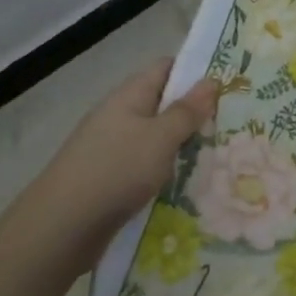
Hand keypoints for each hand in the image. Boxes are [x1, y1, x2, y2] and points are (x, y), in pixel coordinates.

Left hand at [27, 59, 218, 254]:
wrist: (61, 227)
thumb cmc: (115, 170)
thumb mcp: (160, 138)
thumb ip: (186, 111)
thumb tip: (211, 81)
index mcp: (129, 96)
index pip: (166, 69)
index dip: (195, 72)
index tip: (228, 84)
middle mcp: (119, 116)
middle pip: (163, 105)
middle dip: (195, 114)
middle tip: (234, 125)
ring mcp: (112, 149)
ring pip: (156, 139)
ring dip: (183, 146)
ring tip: (221, 156)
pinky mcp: (111, 179)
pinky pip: (146, 167)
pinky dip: (167, 172)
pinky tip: (189, 186)